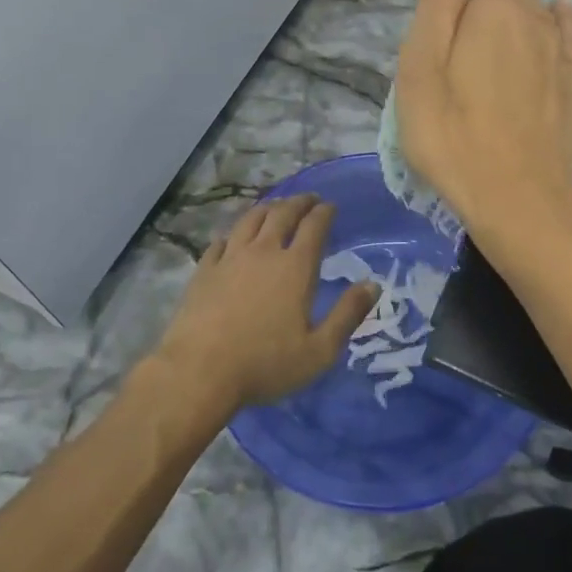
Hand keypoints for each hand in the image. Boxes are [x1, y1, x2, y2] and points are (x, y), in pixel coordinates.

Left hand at [152, 194, 377, 414]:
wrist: (199, 372)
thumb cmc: (265, 363)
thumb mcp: (319, 350)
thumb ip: (348, 315)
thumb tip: (373, 285)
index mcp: (296, 267)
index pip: (314, 226)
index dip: (325, 212)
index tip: (331, 206)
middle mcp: (264, 252)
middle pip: (283, 214)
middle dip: (299, 202)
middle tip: (309, 199)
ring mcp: (230, 258)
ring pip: (251, 220)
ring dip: (268, 208)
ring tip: (276, 207)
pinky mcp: (204, 271)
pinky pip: (220, 242)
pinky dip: (233, 234)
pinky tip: (233, 238)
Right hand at [394, 0, 571, 239]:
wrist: (519, 201)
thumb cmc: (454, 137)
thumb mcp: (420, 69)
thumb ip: (435, 4)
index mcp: (495, 7)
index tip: (434, 16)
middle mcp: (535, 16)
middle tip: (452, 37)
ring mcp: (559, 49)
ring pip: (536, 6)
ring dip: (514, 7)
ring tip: (489, 32)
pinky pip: (569, 31)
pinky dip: (559, 16)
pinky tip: (557, 11)